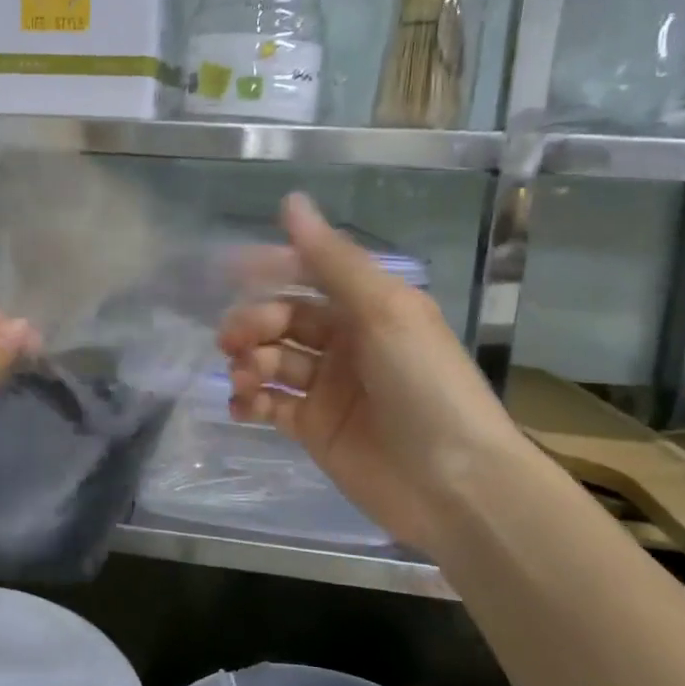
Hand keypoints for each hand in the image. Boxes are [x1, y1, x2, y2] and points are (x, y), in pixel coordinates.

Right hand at [219, 195, 526, 552]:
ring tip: (244, 377)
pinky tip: (241, 404)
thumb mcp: (384, 311)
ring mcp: (329, 388)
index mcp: (369, 308)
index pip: (310, 274)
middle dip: (253, 323)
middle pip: (283, 319)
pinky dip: (250, 401)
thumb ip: (332, 260)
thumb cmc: (425, 385)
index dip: (270, 268)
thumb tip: (291, 200)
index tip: (228, 270)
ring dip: (248, 361)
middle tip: (232, 340)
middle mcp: (347, 342)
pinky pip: (270, 404)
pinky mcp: (313, 428)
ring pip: (272, 359)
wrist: (456, 485)